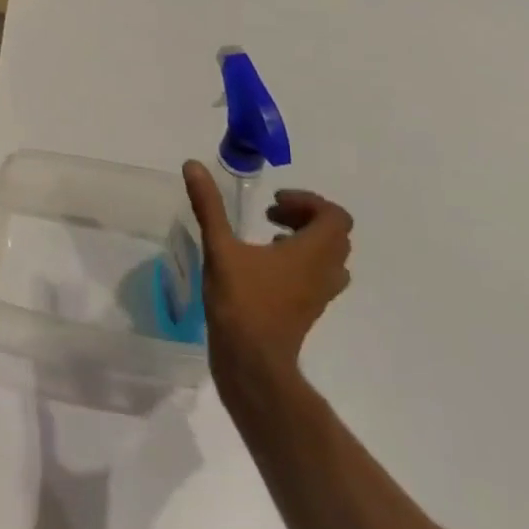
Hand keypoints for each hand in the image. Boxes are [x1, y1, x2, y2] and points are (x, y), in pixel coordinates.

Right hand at [183, 161, 351, 408]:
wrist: (252, 363)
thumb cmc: (241, 302)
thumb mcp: (220, 247)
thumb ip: (209, 206)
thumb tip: (193, 165)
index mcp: (312, 252)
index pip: (334, 216)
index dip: (307, 202)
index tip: (273, 203)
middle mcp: (324, 271)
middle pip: (335, 235)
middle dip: (305, 218)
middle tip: (272, 215)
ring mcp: (319, 295)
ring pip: (329, 258)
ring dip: (305, 240)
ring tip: (271, 238)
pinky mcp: (308, 311)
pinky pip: (317, 277)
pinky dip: (300, 262)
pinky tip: (264, 266)